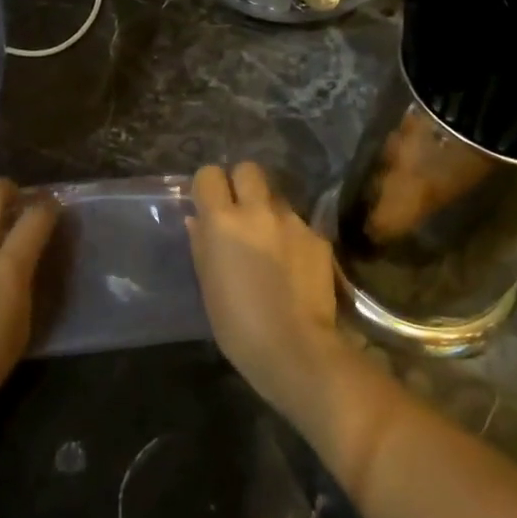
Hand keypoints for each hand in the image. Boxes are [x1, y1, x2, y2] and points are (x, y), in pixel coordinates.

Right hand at [187, 163, 347, 424]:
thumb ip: (202, 244)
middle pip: (248, 169)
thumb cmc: (238, 325)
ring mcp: (293, 221)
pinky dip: (293, 236)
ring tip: (270, 242)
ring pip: (277, 197)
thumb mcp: (208, 285)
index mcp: (223, 221)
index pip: (209, 174)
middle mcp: (258, 210)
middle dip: (242, 183)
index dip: (208, 187)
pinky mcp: (318, 236)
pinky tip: (294, 265)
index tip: (209, 205)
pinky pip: (300, 223)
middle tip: (240, 213)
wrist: (297, 349)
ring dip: (269, 211)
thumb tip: (198, 219)